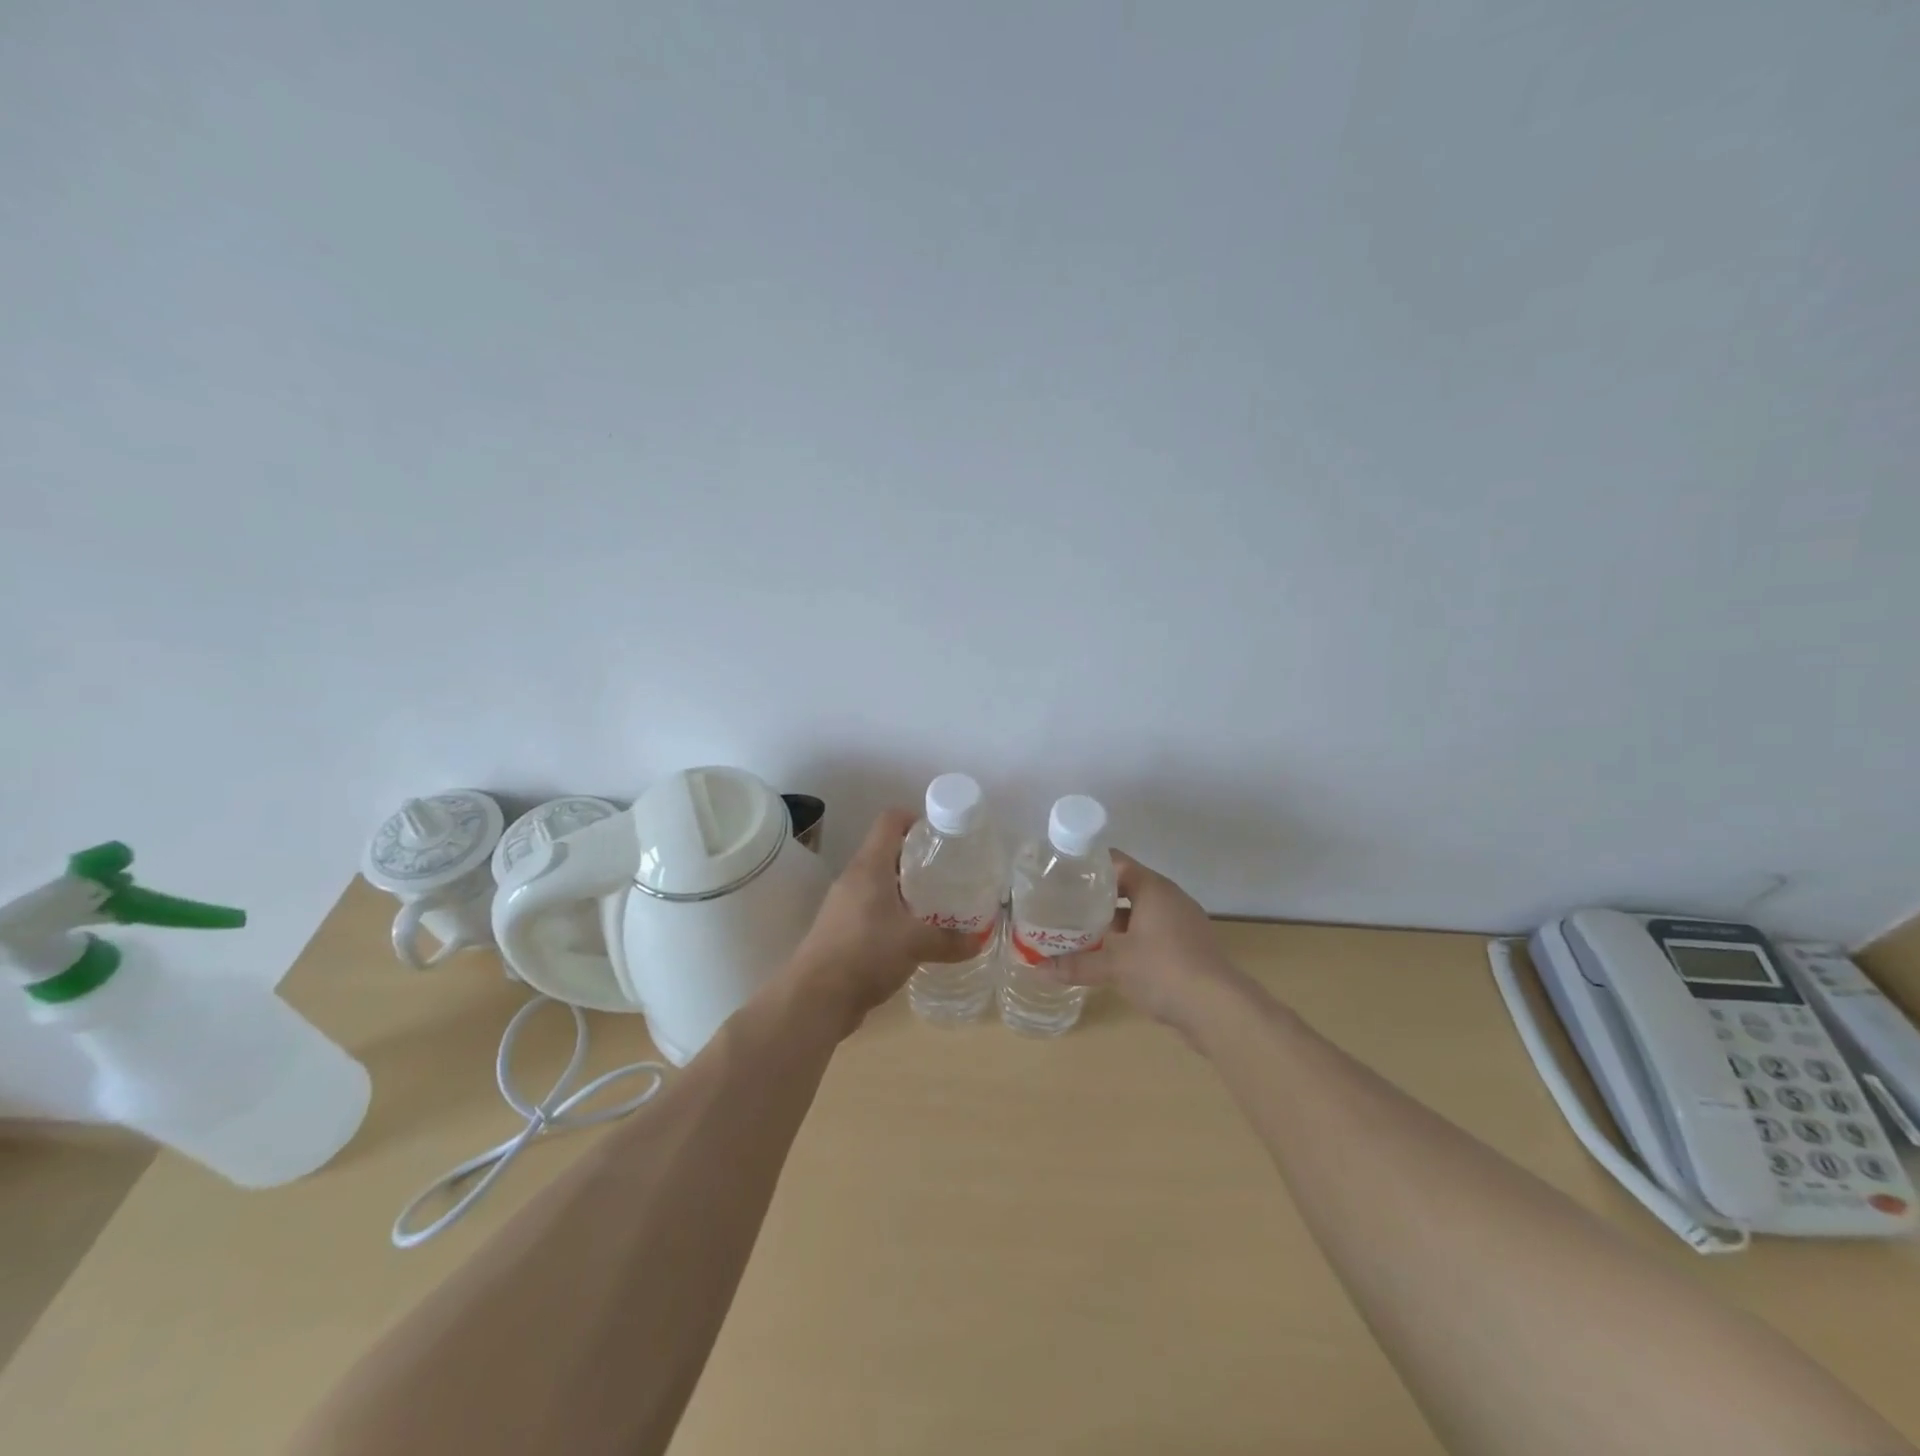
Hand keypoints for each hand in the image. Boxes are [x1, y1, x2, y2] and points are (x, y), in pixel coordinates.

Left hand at [787, 809, 978, 1025]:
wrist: (815, 998)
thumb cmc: (866, 954)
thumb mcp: (915, 944)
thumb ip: (949, 940)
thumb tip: (978, 941)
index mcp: (869, 867)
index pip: (890, 821)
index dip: (916, 819)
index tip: (942, 836)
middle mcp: (854, 878)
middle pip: (887, 851)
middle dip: (918, 858)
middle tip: (949, 873)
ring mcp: (844, 904)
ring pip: (880, 882)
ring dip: (906, 888)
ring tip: (937, 903)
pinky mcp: (841, 929)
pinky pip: (872, 908)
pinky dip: (893, 913)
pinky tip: (913, 934)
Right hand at [1049, 851, 1243, 1032]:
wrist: (1219, 1010)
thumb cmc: (1163, 970)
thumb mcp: (1114, 965)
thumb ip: (1076, 964)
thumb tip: (1038, 968)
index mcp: (1153, 889)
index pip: (1117, 863)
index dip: (1089, 866)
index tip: (1062, 873)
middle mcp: (1170, 899)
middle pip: (1127, 888)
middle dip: (1097, 898)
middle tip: (1064, 905)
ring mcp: (1183, 925)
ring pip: (1140, 914)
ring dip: (1113, 923)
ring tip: (1081, 932)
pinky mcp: (1189, 949)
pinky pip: (1152, 935)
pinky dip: (1130, 941)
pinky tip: (1110, 958)